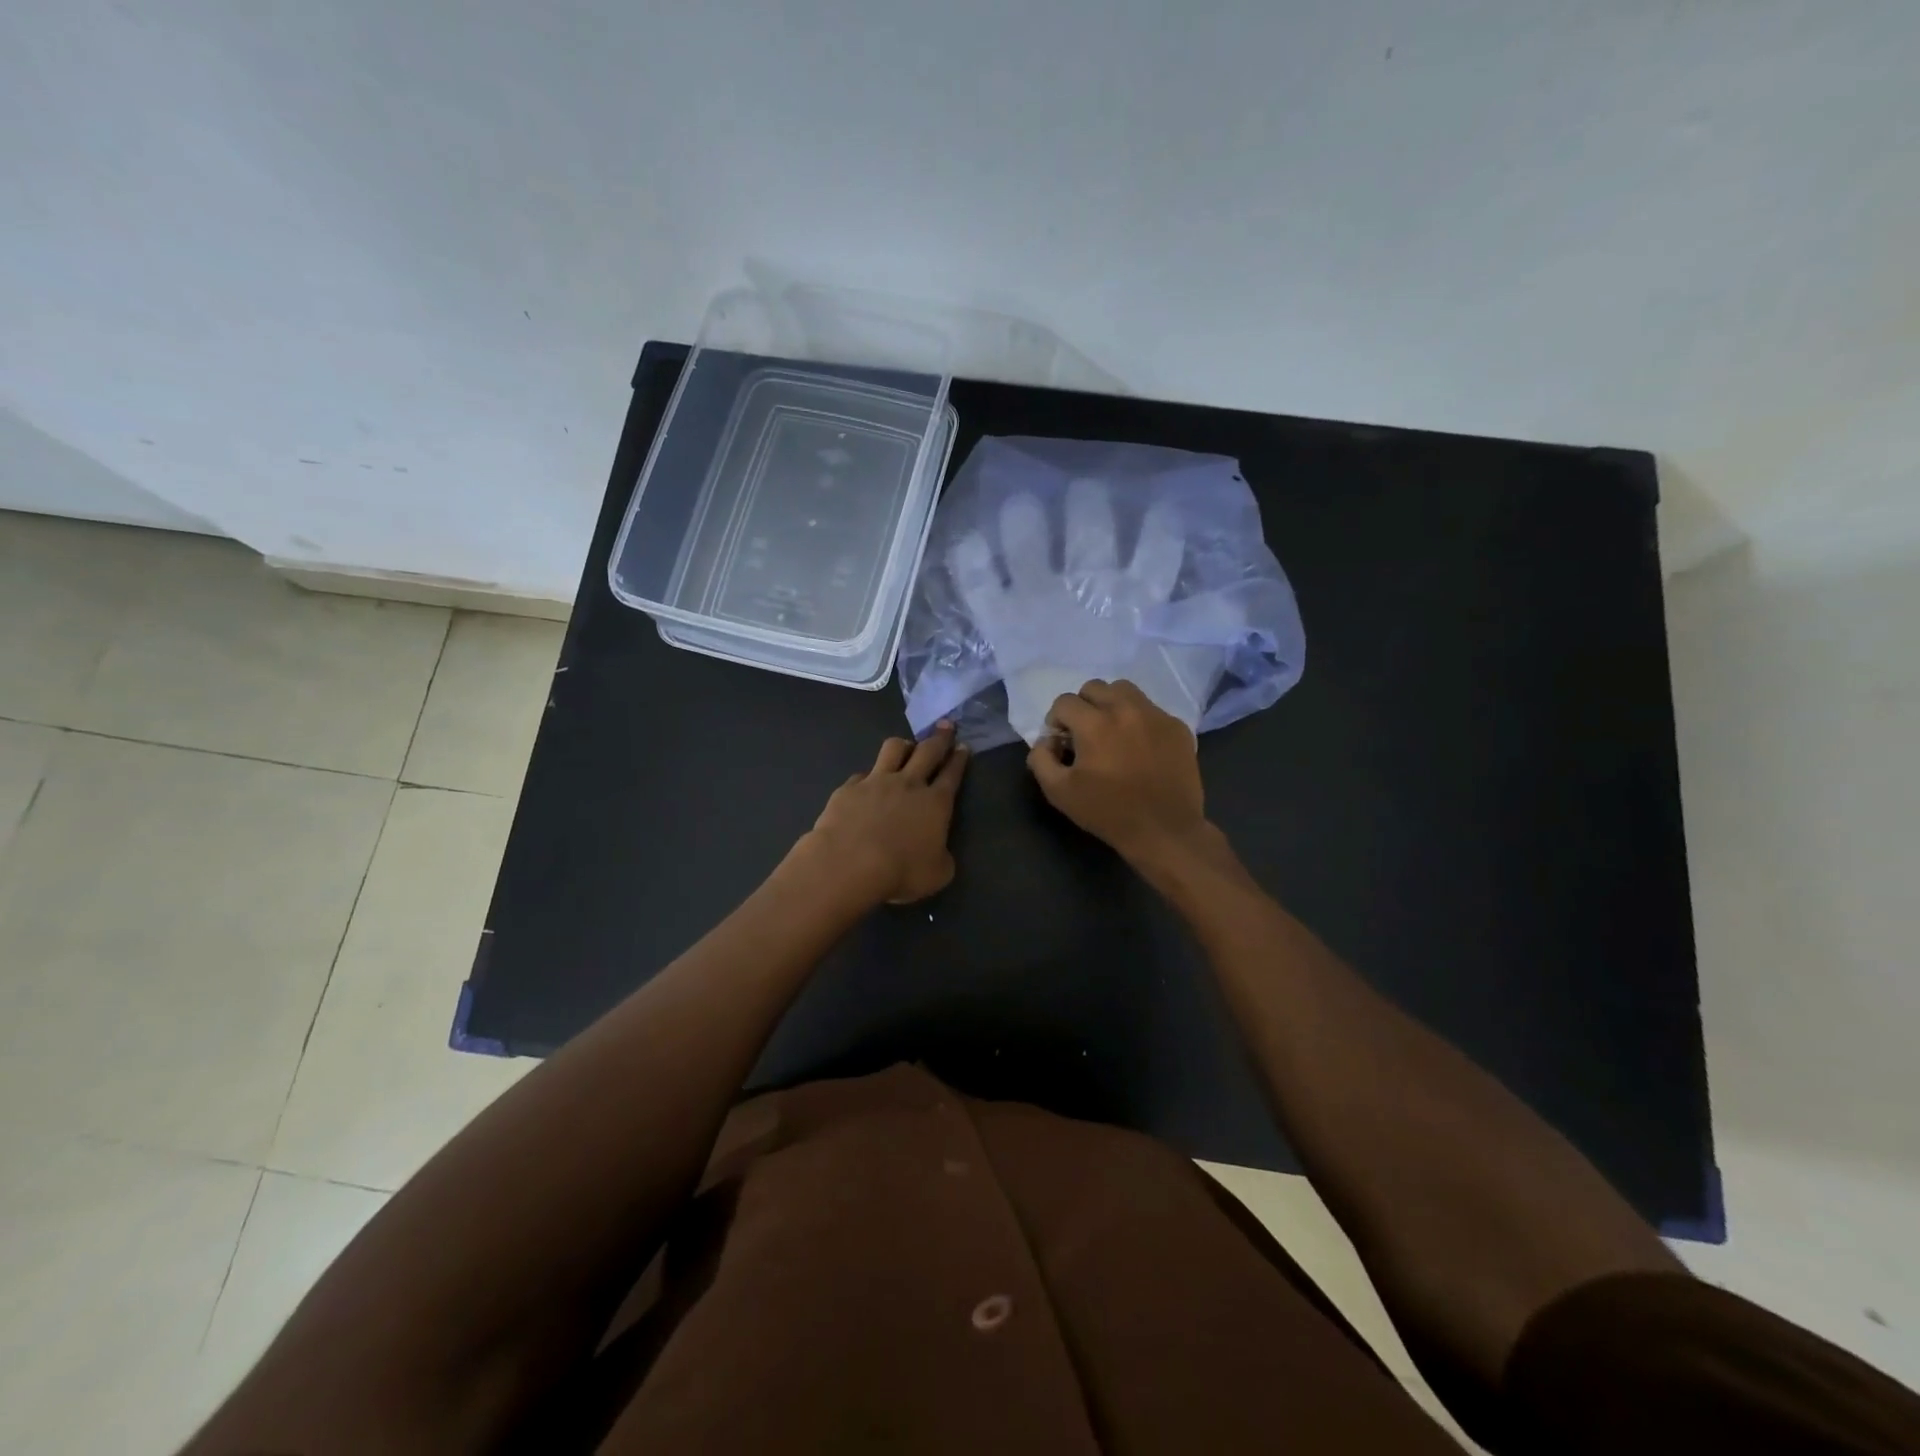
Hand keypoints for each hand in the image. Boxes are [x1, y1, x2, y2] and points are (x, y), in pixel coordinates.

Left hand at [799, 723, 969, 904]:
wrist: (850, 863)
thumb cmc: (901, 871)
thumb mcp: (937, 874)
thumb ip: (942, 857)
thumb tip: (938, 851)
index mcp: (936, 803)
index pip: (952, 774)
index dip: (959, 759)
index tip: (963, 747)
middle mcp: (909, 784)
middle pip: (928, 751)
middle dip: (940, 737)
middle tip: (945, 726)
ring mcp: (877, 781)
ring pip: (893, 749)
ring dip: (904, 745)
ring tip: (906, 746)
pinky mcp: (849, 788)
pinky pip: (862, 775)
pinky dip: (868, 778)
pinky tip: (865, 785)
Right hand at [1027, 679, 1210, 863]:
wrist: (1164, 830)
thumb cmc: (1108, 812)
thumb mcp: (1059, 793)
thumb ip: (1041, 759)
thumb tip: (1045, 741)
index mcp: (1095, 724)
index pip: (1064, 702)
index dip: (1056, 721)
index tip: (1062, 743)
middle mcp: (1126, 709)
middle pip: (1094, 687)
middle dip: (1082, 707)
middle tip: (1084, 734)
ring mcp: (1156, 715)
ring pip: (1125, 690)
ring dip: (1110, 704)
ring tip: (1112, 732)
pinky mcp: (1177, 727)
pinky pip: (1151, 709)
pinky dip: (1139, 720)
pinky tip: (1139, 747)